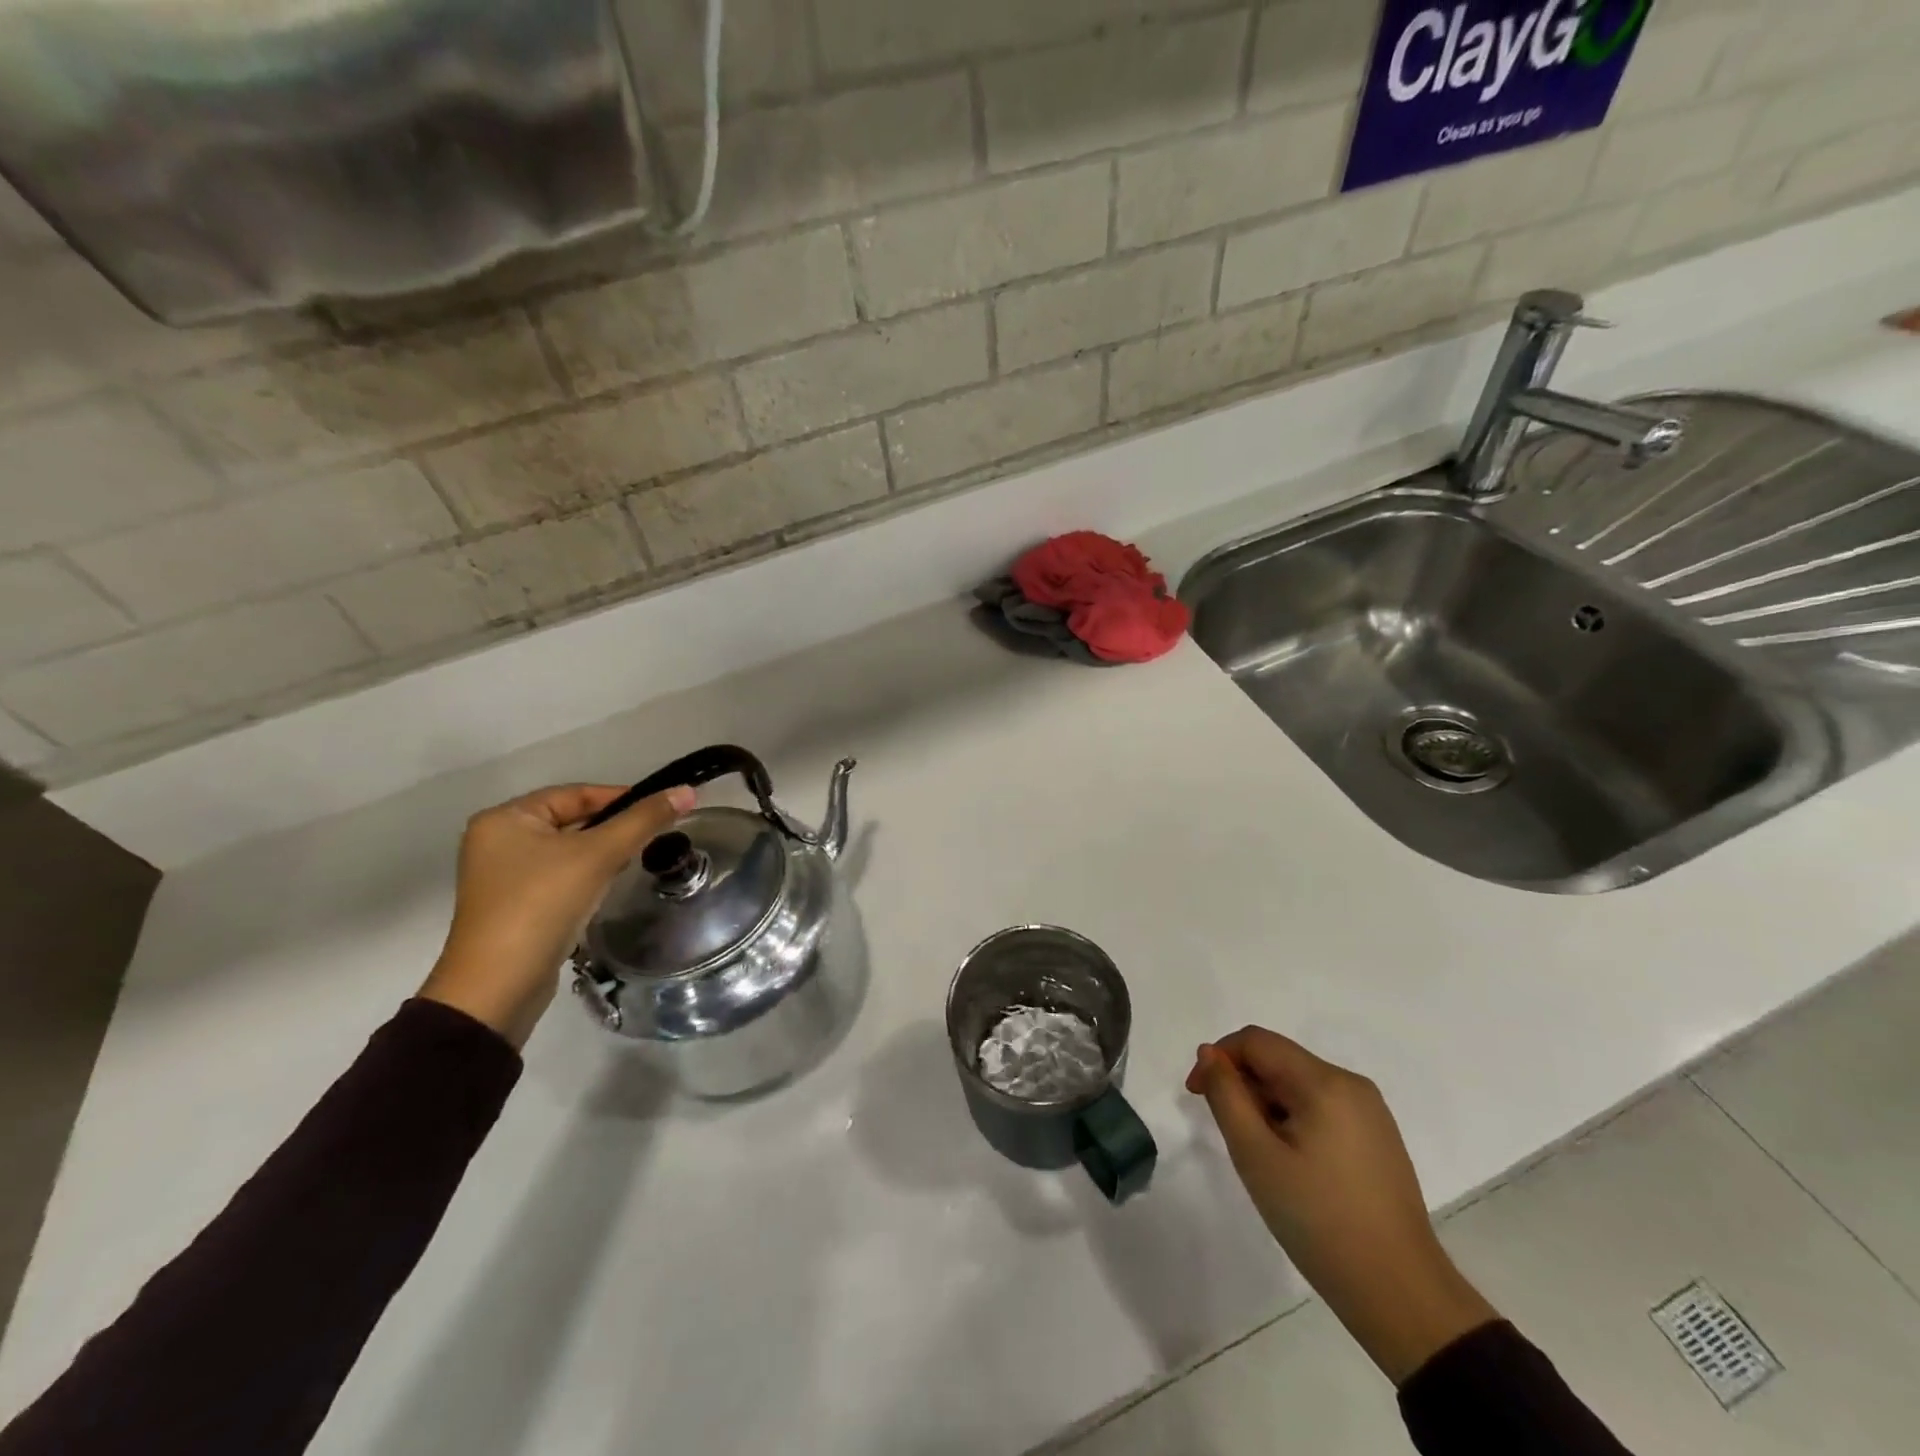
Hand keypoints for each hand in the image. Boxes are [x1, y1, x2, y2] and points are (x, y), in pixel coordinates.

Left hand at [419, 783, 695, 1048]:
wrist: (498, 987)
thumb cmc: (543, 905)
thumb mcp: (599, 855)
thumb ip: (644, 820)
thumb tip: (687, 791)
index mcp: (506, 818)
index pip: (576, 794)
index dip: (622, 797)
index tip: (662, 810)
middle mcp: (498, 841)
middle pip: (573, 821)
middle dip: (614, 829)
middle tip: (655, 838)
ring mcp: (503, 877)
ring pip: (568, 851)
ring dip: (603, 854)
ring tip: (638, 861)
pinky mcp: (514, 906)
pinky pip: (560, 877)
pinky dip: (586, 877)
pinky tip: (609, 888)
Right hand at [1187, 1027, 1496, 1383]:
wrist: (1401, 1295)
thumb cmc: (1319, 1220)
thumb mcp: (1256, 1155)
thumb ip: (1226, 1095)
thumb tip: (1210, 1053)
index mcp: (1325, 1082)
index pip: (1256, 1041)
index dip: (1218, 1058)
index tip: (1196, 1096)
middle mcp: (1351, 1084)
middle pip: (1279, 1060)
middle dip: (1243, 1085)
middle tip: (1230, 1135)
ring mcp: (1370, 1112)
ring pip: (1299, 1084)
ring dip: (1267, 1104)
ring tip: (1261, 1156)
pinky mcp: (1378, 1138)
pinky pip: (1322, 1107)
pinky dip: (1293, 1119)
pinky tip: (1292, 1164)